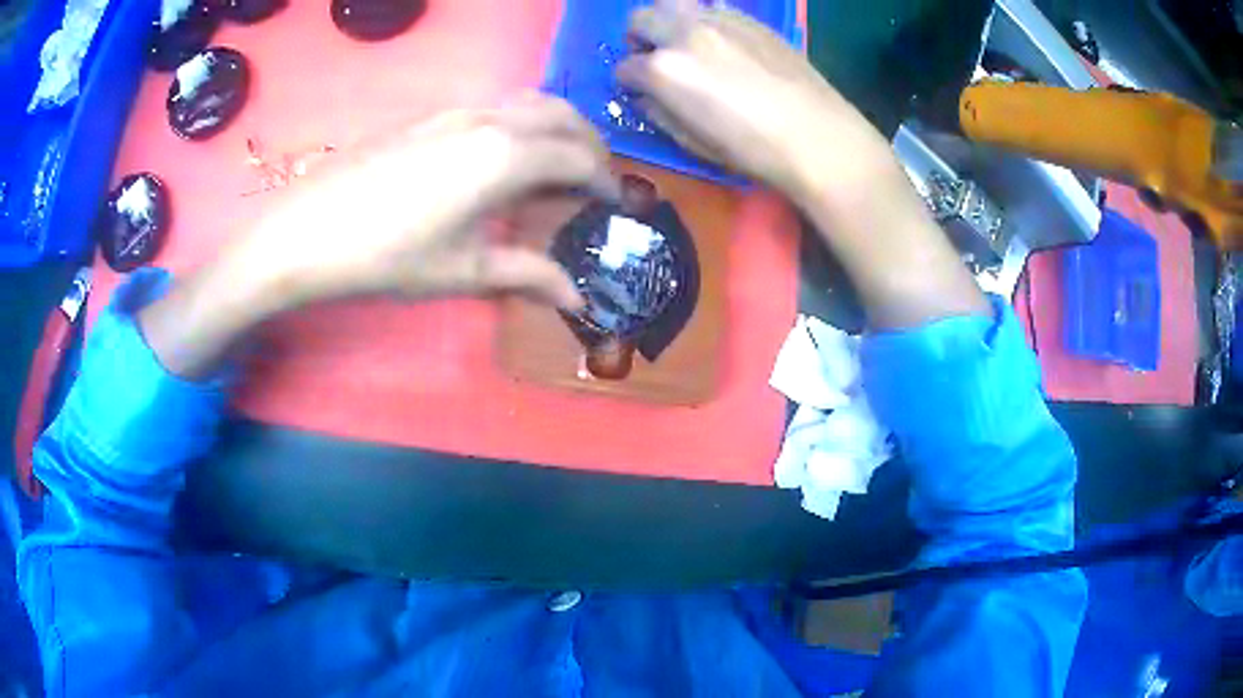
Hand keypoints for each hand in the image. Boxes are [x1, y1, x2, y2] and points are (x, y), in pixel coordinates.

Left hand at [140, 96, 616, 378]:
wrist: (306, 232)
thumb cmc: (386, 257)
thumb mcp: (462, 271)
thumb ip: (527, 274)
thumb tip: (578, 301)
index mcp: (506, 156)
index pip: (579, 157)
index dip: (604, 181)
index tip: (613, 205)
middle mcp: (490, 119)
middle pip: (563, 116)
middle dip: (590, 144)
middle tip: (593, 181)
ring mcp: (457, 110)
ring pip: (529, 102)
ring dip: (556, 127)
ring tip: (555, 166)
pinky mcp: (430, 114)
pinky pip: (495, 105)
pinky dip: (520, 123)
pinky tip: (502, 158)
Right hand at [617, 0, 895, 204]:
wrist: (817, 135)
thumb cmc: (752, 150)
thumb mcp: (692, 143)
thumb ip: (658, 113)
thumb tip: (645, 96)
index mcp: (664, 68)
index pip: (625, 67)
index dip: (629, 82)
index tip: (640, 91)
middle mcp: (684, 32)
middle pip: (640, 19)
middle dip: (639, 39)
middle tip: (656, 59)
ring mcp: (719, 19)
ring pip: (673, 3)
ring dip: (669, 22)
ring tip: (687, 44)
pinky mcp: (749, 18)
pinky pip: (712, 8)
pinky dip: (704, 21)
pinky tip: (723, 44)